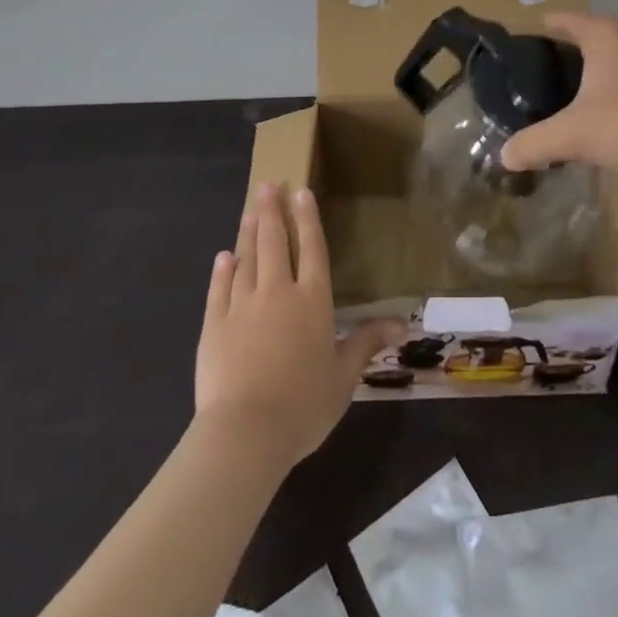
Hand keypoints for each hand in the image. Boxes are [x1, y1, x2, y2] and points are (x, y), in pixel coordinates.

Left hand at [194, 183, 401, 468]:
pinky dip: (222, 270)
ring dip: (249, 232)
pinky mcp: (215, 325)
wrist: (245, 433)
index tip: (300, 190)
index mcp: (312, 301)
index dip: (307, 218)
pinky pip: (219, 289)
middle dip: (272, 210)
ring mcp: (242, 306)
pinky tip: (223, 256)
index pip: (312, 249)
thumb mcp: (344, 377)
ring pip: (246, 258)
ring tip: (250, 209)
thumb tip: (402, 323)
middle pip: (275, 243)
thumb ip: (366, 343)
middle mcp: (278, 292)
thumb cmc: (303, 405)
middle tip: (267, 183)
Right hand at [500, 12, 617, 179]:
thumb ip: (534, 143)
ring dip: (581, 77)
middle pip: (578, 38)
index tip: (512, 59)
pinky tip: (594, 118)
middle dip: (554, 59)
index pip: (558, 20)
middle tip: (527, 87)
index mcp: (601, 33)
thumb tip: (503, 156)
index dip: (532, 36)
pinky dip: (603, 89)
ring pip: (602, 59)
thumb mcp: (575, 134)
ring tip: (555, 103)